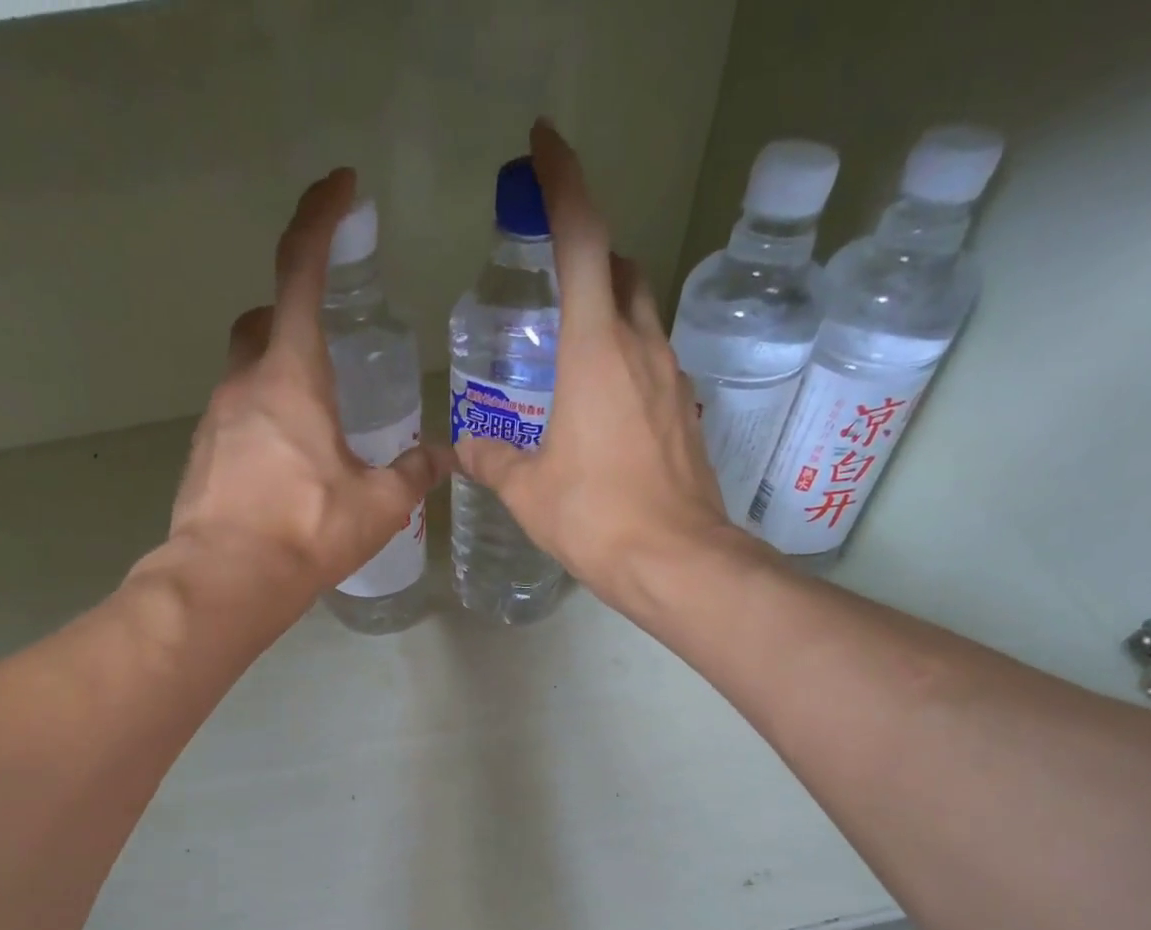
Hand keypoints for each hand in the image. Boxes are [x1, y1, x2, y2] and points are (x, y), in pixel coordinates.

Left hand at [168, 168, 449, 602]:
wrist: (225, 582)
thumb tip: (442, 458)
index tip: (340, 188)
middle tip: (327, 345)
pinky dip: (259, 428)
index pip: (301, 271)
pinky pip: (232, 424)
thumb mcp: (378, 505)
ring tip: (315, 429)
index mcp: (291, 376)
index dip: (320, 219)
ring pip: (244, 376)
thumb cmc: (306, 531)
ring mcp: (214, 422)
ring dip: (276, 382)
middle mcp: (244, 385)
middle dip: (291, 316)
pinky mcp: (200, 460)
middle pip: (262, 322)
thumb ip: (412, 474)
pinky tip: (284, 471)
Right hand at [452, 122, 747, 613]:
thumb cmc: (596, 517)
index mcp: (596, 350)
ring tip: (567, 345)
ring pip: (641, 314)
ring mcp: (671, 378)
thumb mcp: (528, 491)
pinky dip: (624, 357)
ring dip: (609, 307)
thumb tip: (464, 449)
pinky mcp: (685, 410)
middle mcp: (641, 347)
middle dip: (590, 251)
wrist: (676, 560)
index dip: (563, 184)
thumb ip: (493, 460)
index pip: (584, 240)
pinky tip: (599, 400)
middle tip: (551, 271)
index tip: (543, 147)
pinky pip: (651, 361)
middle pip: (622, 268)